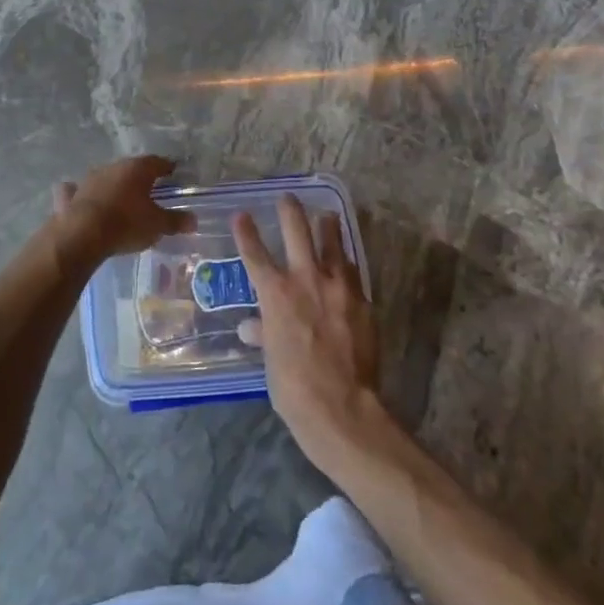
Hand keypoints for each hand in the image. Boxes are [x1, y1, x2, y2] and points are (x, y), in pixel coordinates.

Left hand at [48, 155, 193, 268]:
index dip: (166, 167)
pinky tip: (80, 197)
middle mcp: (113, 167)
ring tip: (120, 197)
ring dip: (113, 184)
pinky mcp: (71, 195)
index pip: (157, 162)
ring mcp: (89, 179)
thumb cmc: (127, 224)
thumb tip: (194, 220)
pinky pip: (76, 190)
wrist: (83, 234)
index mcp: (137, 169)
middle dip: (139, 176)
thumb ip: (175, 221)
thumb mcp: (157, 225)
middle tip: (148, 187)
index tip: (172, 171)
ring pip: (105, 176)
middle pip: (131, 168)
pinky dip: (79, 192)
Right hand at [234, 194, 384, 466]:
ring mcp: (338, 288)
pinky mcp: (362, 301)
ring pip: (332, 244)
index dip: (246, 233)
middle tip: (287, 197)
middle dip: (290, 211)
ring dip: (327, 227)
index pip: (255, 255)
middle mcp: (306, 280)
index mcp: (276, 294)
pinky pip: (352, 274)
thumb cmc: (294, 387)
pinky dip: (346, 265)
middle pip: (297, 232)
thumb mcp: (270, 360)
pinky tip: (346, 263)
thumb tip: (250, 328)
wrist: (342, 407)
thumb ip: (263, 334)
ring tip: (326, 214)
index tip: (241, 215)